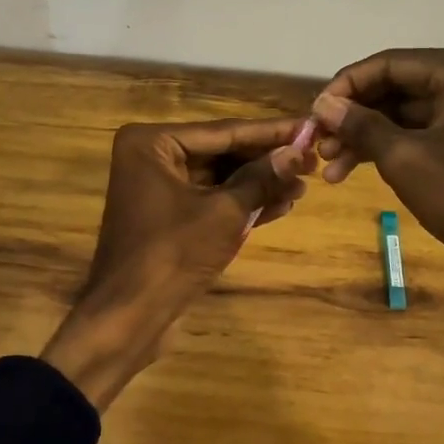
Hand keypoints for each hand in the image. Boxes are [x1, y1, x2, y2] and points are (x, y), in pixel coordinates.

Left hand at [43, 118, 312, 407]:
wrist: (129, 317)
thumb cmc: (173, 255)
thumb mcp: (225, 213)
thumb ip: (262, 178)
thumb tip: (299, 152)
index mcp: (152, 143)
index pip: (223, 132)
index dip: (270, 132)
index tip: (309, 126)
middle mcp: (151, 158)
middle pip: (221, 152)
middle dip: (266, 160)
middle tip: (313, 158)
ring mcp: (158, 189)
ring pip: (219, 178)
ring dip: (260, 183)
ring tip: (304, 184)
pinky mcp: (168, 217)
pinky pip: (211, 200)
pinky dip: (243, 203)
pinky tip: (282, 204)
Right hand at [311, 48, 443, 327]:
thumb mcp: (404, 159)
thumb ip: (360, 124)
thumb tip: (322, 104)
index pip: (391, 63)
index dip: (346, 87)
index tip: (313, 113)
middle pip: (399, 86)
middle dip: (355, 117)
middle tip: (317, 143)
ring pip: (408, 111)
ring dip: (368, 136)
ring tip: (329, 166)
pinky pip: (426, 129)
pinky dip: (393, 146)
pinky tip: (356, 168)